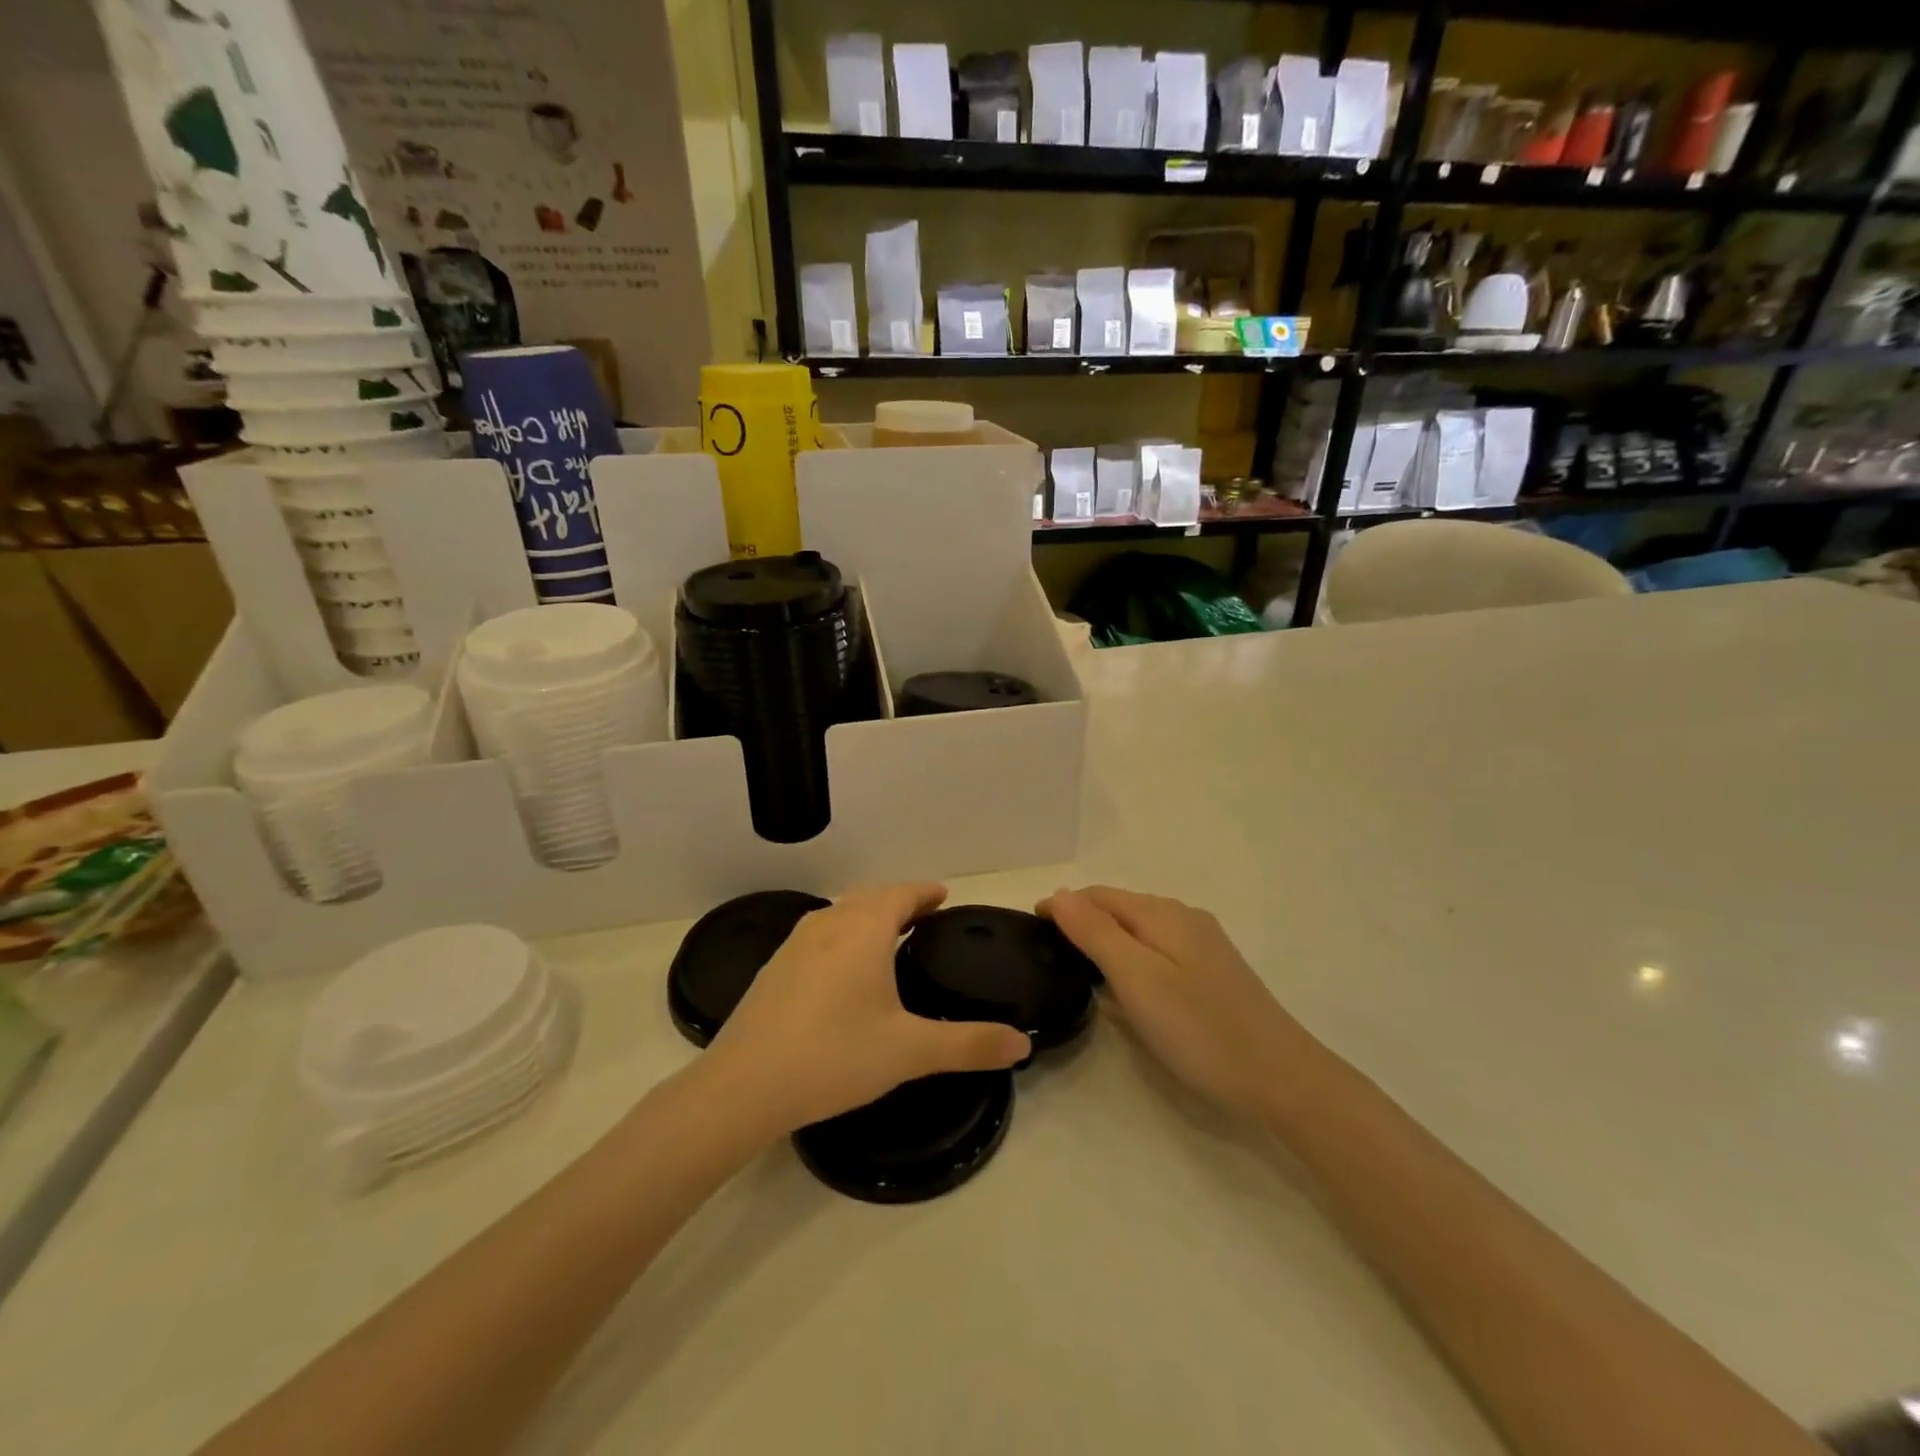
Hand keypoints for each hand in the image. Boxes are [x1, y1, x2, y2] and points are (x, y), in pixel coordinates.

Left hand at [705, 883, 1030, 1136]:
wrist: (742, 1086)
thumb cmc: (833, 1056)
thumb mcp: (909, 1051)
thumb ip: (969, 1044)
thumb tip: (1023, 1044)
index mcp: (863, 930)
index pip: (901, 894)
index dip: (925, 892)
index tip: (944, 895)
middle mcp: (828, 924)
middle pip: (870, 898)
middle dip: (900, 901)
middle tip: (925, 916)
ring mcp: (795, 944)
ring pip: (841, 914)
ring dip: (868, 916)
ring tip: (889, 936)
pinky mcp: (774, 968)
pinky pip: (819, 935)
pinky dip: (842, 936)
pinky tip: (842, 968)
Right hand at [1039, 886, 1312, 1122]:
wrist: (1280, 1078)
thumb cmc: (1199, 1029)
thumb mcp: (1137, 978)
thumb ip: (1096, 932)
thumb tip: (1059, 894)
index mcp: (1162, 914)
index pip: (1098, 895)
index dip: (1062, 906)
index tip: (1029, 928)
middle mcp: (1184, 918)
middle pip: (1120, 908)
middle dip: (1082, 919)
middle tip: (1047, 949)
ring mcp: (1203, 945)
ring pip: (1140, 930)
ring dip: (1106, 938)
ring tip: (1077, 965)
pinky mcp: (1213, 972)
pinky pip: (1158, 950)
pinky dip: (1131, 956)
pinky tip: (1126, 984)